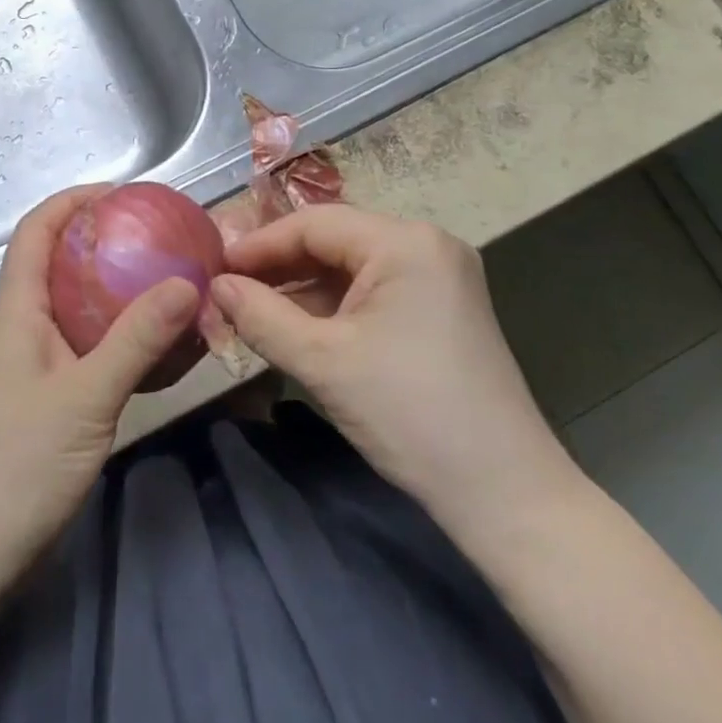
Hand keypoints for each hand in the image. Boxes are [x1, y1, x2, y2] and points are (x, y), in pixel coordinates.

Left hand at [0, 185, 200, 581]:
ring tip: (162, 281)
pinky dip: (114, 332)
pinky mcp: (41, 394)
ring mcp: (28, 362)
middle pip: (56, 260)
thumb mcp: (87, 397)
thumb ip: (137, 339)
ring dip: (111, 287)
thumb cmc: (18, 464)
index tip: (122, 192)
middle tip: (156, 236)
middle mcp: (18, 324)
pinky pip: (81, 343)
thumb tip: (187, 283)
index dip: (73, 200)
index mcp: (16, 309)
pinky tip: (151, 346)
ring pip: (71, 303)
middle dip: (101, 240)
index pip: (36, 230)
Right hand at [211, 205, 582, 544]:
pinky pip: (374, 291)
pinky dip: (334, 306)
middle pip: (334, 241)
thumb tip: (215, 286)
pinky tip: (299, 328)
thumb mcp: (322, 363)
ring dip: (303, 289)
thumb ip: (260, 316)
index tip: (215, 268)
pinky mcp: (442, 308)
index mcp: (405, 242)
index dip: (260, 245)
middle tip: (230, 290)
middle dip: (280, 267)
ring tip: (254, 310)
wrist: (507, 498)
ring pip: (352, 267)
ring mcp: (440, 276)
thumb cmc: (410, 416)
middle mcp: (426, 244)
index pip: (314, 224)